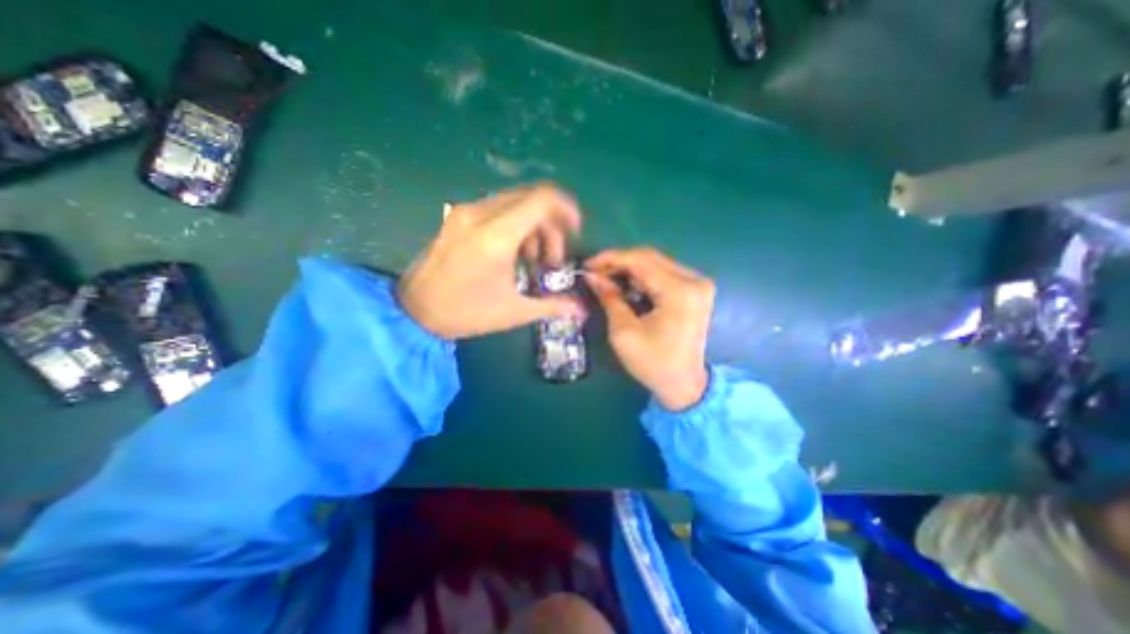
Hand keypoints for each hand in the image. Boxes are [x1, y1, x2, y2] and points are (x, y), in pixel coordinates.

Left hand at [393, 182, 581, 340]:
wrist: (413, 312)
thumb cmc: (465, 313)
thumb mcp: (513, 312)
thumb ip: (552, 305)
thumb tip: (581, 309)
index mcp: (497, 235)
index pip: (542, 200)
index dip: (566, 209)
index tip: (575, 231)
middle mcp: (481, 214)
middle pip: (531, 199)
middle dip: (551, 226)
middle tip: (552, 258)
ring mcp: (466, 213)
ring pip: (515, 203)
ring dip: (534, 226)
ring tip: (534, 259)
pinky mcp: (458, 218)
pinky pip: (497, 209)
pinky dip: (515, 226)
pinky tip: (514, 253)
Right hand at [588, 248, 708, 411]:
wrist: (683, 384)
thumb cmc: (653, 363)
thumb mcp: (624, 332)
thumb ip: (609, 298)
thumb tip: (592, 276)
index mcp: (678, 291)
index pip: (640, 260)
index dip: (610, 259)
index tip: (587, 265)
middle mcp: (694, 280)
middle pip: (649, 257)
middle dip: (618, 262)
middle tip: (595, 272)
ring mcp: (698, 283)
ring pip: (656, 262)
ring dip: (629, 268)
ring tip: (607, 279)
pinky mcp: (696, 290)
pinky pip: (664, 273)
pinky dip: (642, 276)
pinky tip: (627, 286)